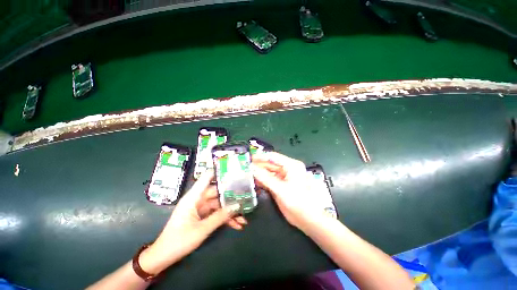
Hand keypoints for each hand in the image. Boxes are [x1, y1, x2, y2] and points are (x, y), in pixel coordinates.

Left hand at [138, 170, 243, 274]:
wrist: (164, 257)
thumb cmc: (178, 241)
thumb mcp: (201, 229)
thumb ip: (220, 217)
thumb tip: (236, 206)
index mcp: (194, 197)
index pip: (207, 177)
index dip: (219, 172)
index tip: (233, 170)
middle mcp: (198, 199)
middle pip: (218, 193)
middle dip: (231, 197)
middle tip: (246, 197)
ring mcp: (201, 208)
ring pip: (219, 205)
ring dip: (230, 211)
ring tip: (244, 218)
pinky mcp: (203, 216)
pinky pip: (217, 214)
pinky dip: (226, 219)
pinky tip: (237, 225)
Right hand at [251, 152, 325, 228]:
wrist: (307, 219)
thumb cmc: (297, 202)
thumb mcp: (280, 189)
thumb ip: (265, 178)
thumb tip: (252, 168)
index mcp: (291, 165)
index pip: (273, 157)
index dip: (261, 157)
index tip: (249, 158)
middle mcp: (287, 168)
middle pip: (270, 164)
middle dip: (259, 165)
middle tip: (246, 167)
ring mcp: (283, 176)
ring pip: (268, 172)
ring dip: (259, 173)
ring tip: (247, 173)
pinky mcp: (280, 184)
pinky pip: (269, 179)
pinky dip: (262, 180)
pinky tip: (254, 181)